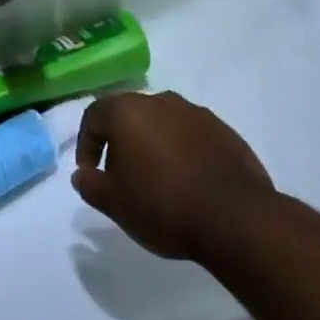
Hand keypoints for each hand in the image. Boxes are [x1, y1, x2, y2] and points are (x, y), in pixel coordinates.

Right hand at [73, 92, 275, 260]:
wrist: (236, 218)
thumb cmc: (163, 205)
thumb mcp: (114, 203)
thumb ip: (90, 185)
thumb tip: (83, 175)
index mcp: (129, 111)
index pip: (94, 116)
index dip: (86, 144)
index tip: (91, 173)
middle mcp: (161, 101)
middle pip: (130, 115)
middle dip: (120, 142)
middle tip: (121, 177)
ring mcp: (196, 113)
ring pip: (162, 122)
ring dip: (153, 145)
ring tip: (156, 180)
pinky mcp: (224, 130)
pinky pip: (191, 135)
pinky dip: (182, 151)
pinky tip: (187, 182)